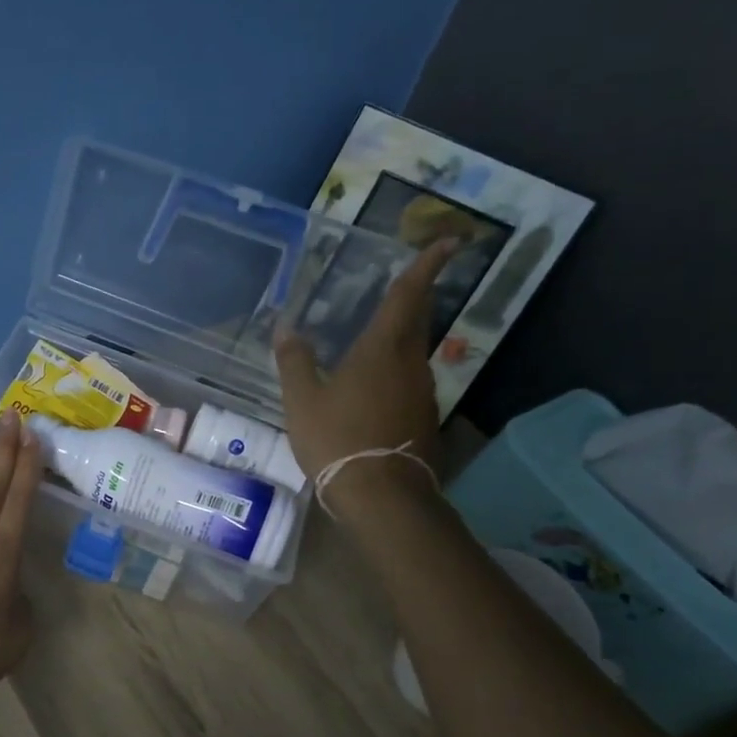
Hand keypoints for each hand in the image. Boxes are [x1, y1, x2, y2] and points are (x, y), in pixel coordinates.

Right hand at [274, 238, 457, 497]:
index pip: (408, 296)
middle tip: (407, 283)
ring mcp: (423, 393)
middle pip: (418, 321)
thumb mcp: (302, 400)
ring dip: (400, 340)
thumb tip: (286, 329)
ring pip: (413, 354)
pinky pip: (409, 383)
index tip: (449, 241)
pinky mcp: (423, 420)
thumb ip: (294, 361)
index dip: (427, 266)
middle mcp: (411, 364)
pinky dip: (395, 374)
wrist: (381, 495)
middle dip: (416, 297)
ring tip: (375, 340)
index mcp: (383, 350)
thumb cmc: (337, 438)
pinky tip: (374, 388)